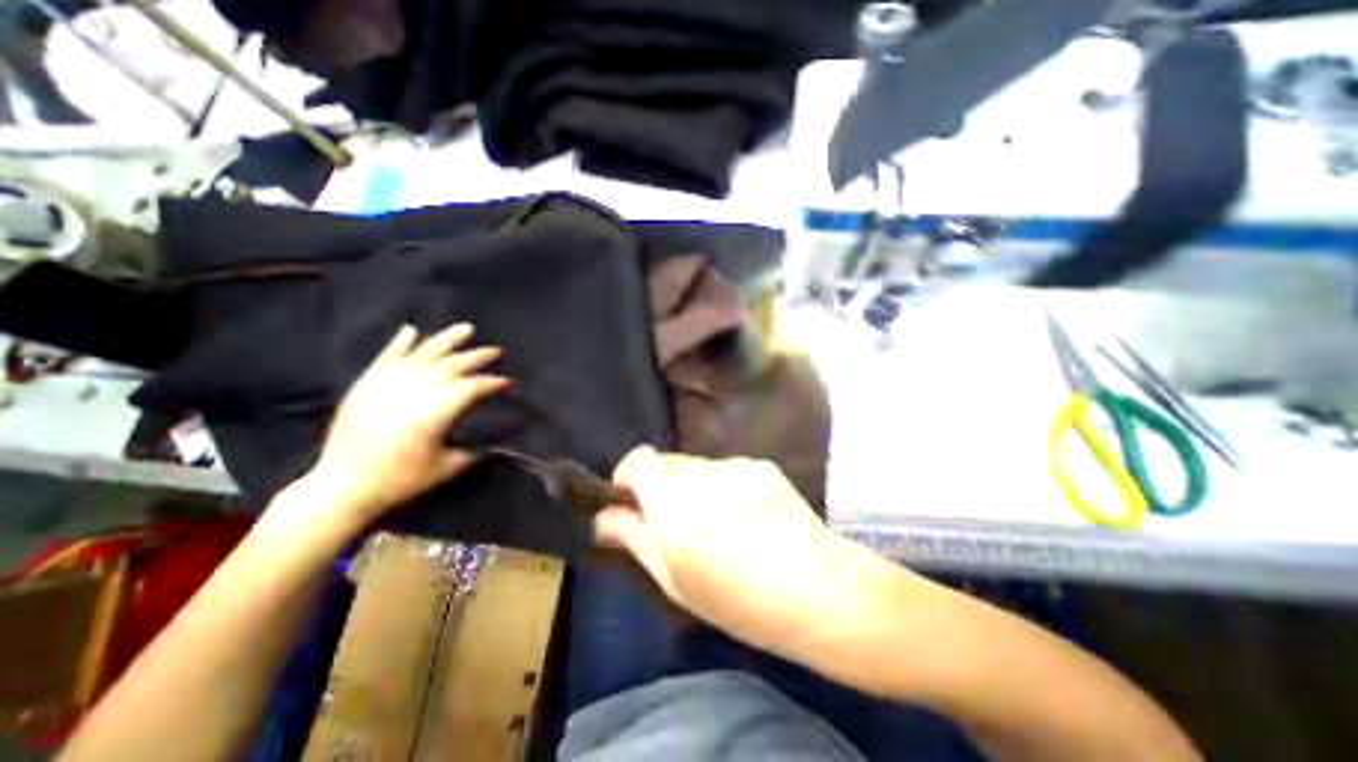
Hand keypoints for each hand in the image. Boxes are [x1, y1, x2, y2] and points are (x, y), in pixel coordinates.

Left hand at [300, 320, 507, 529]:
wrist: (343, 485)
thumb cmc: (401, 479)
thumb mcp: (447, 468)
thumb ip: (474, 450)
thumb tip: (495, 440)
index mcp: (438, 411)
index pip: (473, 387)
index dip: (493, 383)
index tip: (508, 382)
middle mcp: (417, 390)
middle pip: (453, 365)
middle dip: (478, 356)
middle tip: (495, 351)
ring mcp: (390, 383)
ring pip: (424, 353)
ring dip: (447, 339)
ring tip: (466, 328)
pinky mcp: (368, 384)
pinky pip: (387, 356)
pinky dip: (400, 342)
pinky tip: (411, 329)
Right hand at [597, 446, 857, 655]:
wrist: (817, 587)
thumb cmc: (738, 599)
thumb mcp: (675, 580)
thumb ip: (635, 539)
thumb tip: (604, 518)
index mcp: (673, 502)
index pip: (638, 460)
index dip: (628, 476)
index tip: (632, 502)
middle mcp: (700, 473)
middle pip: (666, 462)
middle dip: (661, 486)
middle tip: (676, 522)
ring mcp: (733, 465)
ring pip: (697, 466)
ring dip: (693, 486)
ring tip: (716, 523)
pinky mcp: (759, 465)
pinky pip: (726, 470)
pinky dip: (722, 486)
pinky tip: (746, 516)